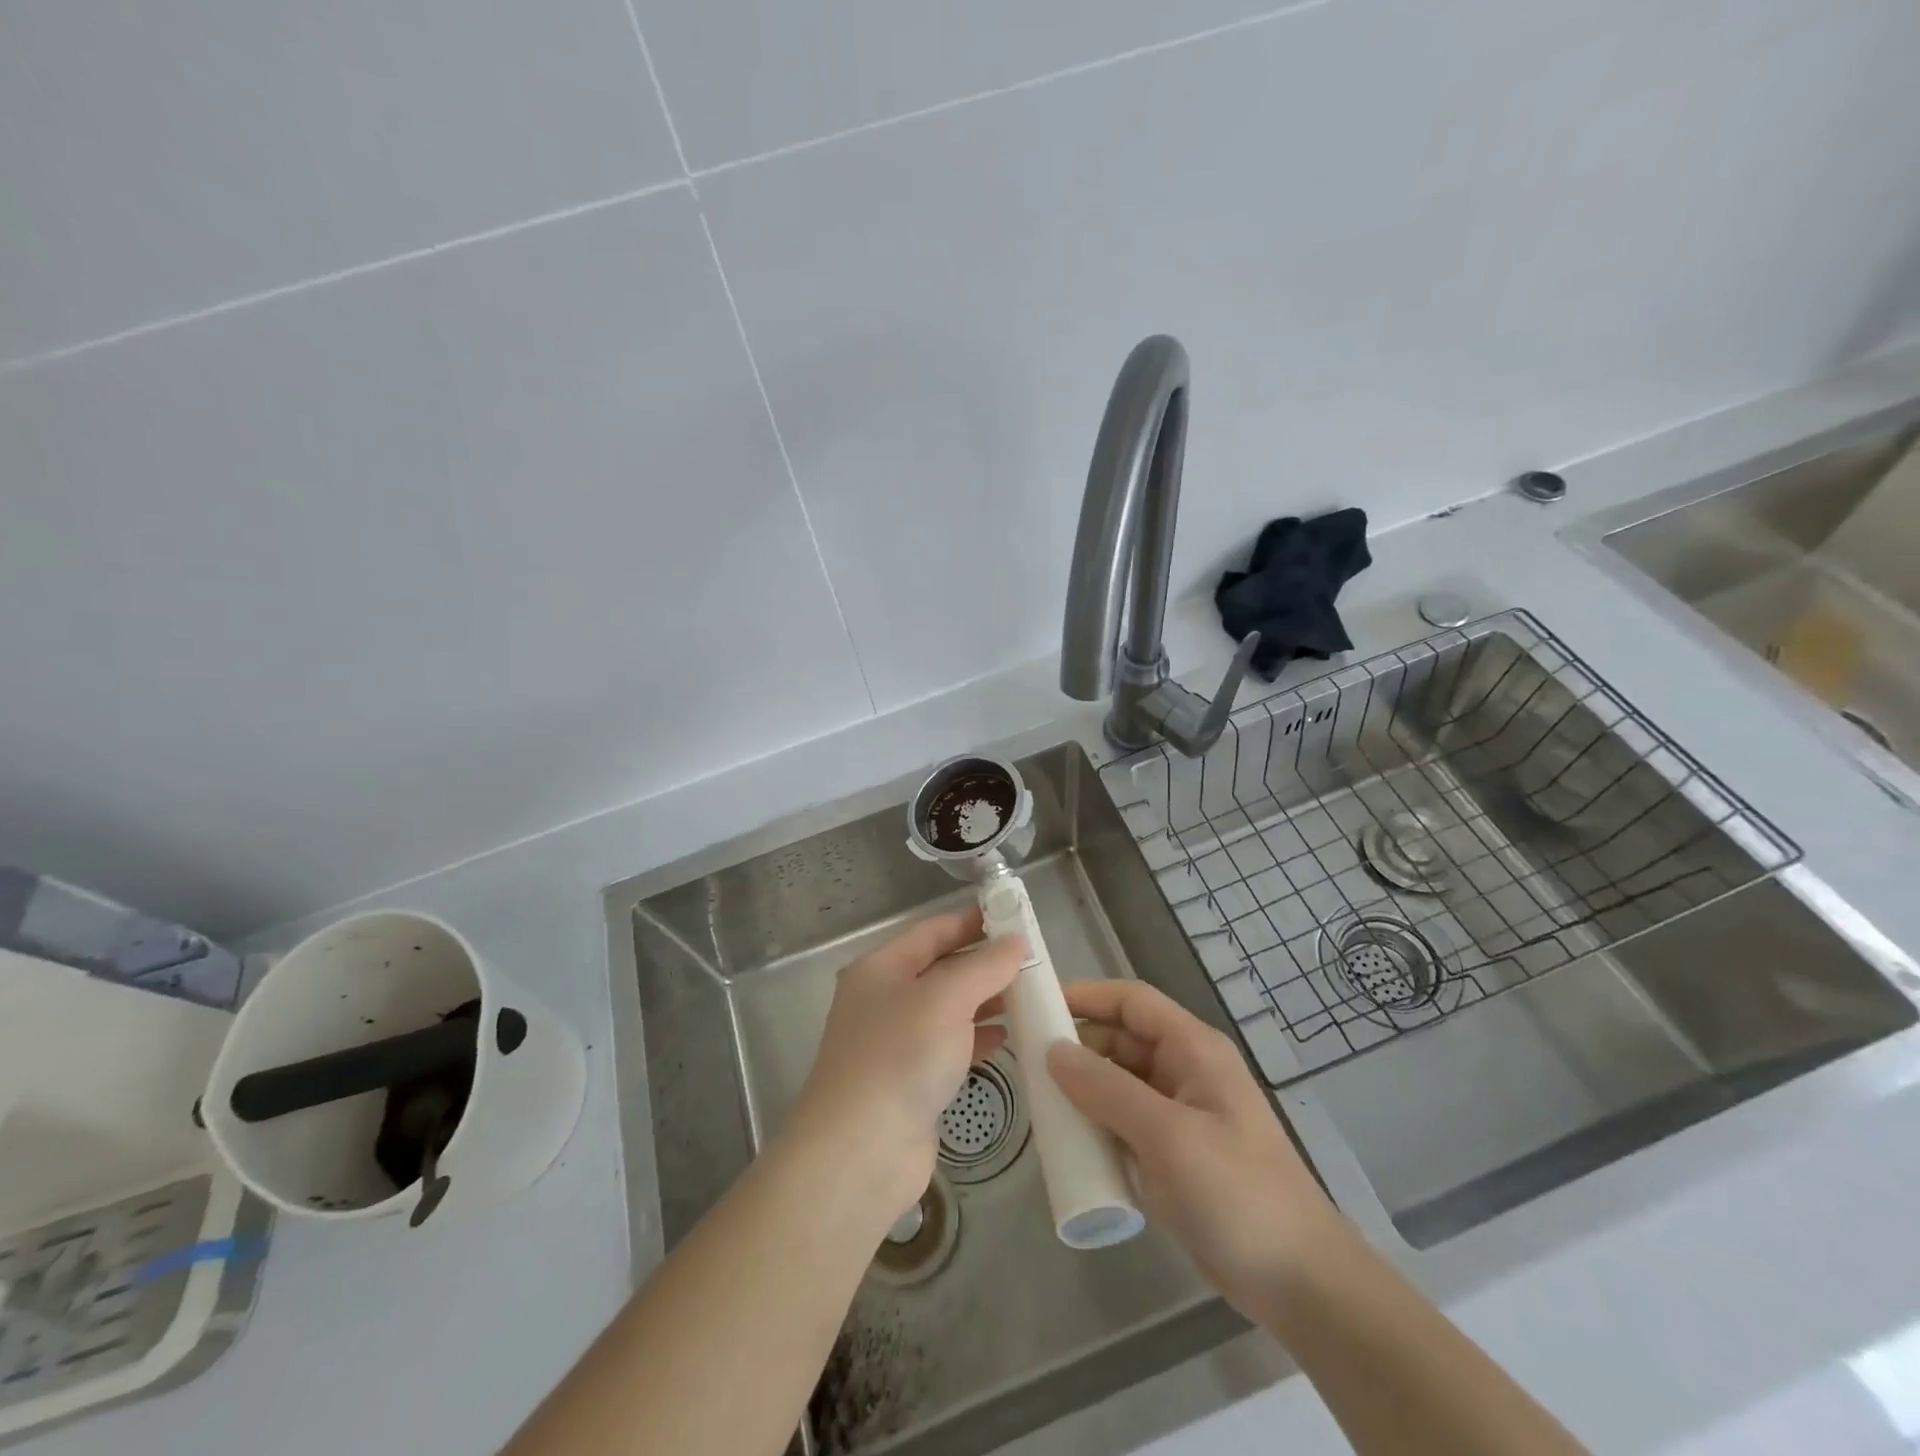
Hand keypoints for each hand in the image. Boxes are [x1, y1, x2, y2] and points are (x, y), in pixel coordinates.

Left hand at [788, 907, 1024, 1224]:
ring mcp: (894, 1043)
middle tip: (1032, 962)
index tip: (1014, 919)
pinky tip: (1006, 1038)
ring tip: (1028, 997)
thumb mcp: (947, 998)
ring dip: (985, 1001)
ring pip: (947, 1010)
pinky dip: (976, 1038)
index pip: (932, 931)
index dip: (971, 922)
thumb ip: (984, 966)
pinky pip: (949, 1047)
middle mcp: (884, 1000)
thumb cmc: (901, 1057)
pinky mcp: (909, 1081)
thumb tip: (1015, 942)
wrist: (861, 1153)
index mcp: (880, 969)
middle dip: (984, 964)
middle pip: (940, 970)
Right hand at [1047, 980, 1341, 1314]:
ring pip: (1118, 1084)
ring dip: (1081, 1090)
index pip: (1132, 1001)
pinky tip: (1065, 1143)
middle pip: (1120, 1041)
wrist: (1300, 1284)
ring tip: (1036, 1101)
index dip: (1086, 995)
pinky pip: (1123, 1125)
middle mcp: (1184, 1072)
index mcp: (1193, 1050)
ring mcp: (1179, 1116)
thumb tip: (1052, 1050)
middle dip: (1076, 1046)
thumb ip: (1107, 1089)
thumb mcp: (1168, 1135)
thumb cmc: (1237, 1192)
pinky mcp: (1172, 1155)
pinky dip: (1095, 1126)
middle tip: (1025, 1060)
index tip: (1037, 1004)